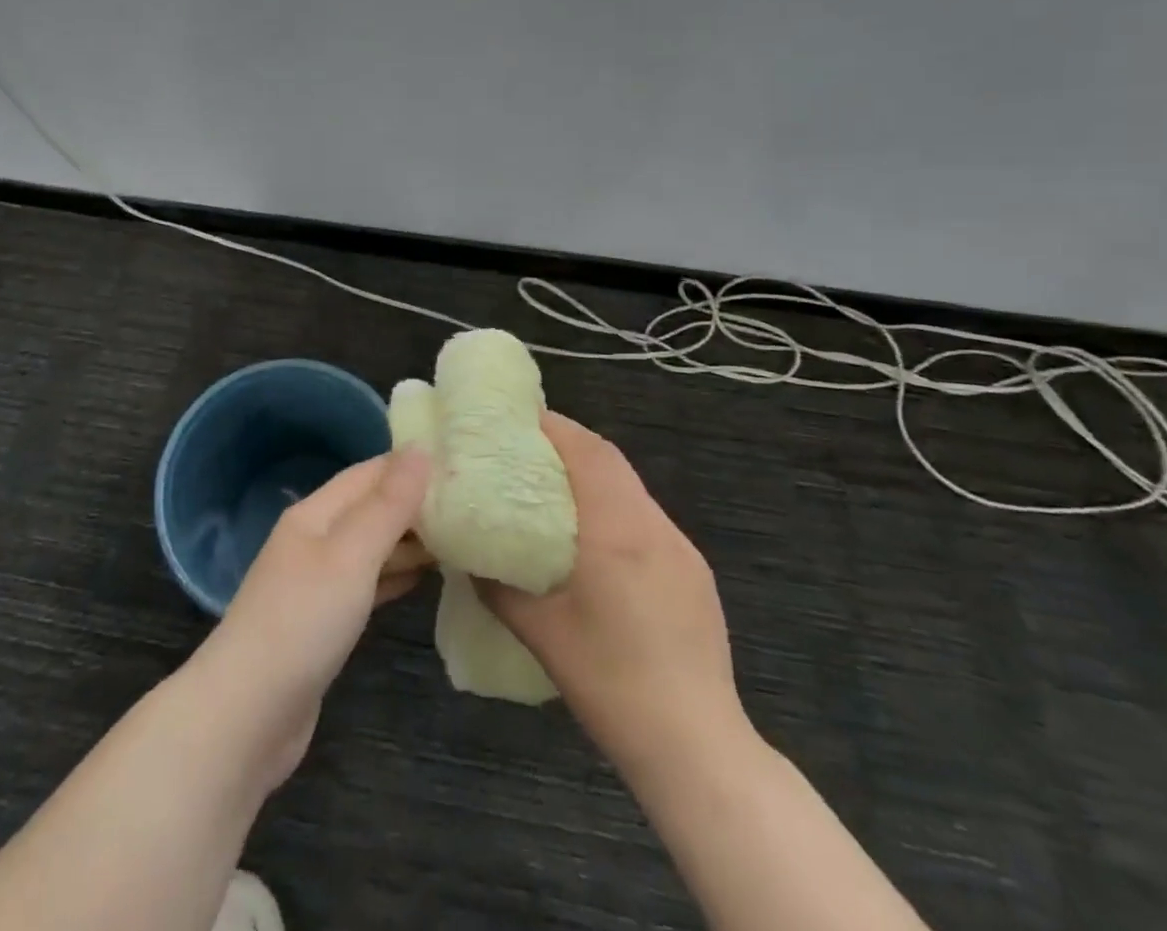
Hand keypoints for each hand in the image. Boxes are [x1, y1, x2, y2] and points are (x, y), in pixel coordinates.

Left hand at [186, 449, 432, 794]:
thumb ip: (388, 505)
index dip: (408, 465)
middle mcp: (314, 540)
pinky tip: (425, 578)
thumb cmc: (302, 621)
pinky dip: (396, 576)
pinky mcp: (323, 624)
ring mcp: (316, 584)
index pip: (368, 473)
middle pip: (369, 509)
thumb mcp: (351, 555)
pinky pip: (367, 585)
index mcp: (315, 514)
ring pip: (371, 548)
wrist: (248, 715)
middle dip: (414, 503)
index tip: (457, 461)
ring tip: (459, 536)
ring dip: (409, 541)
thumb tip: (420, 449)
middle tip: (468, 502)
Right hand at [477, 412, 742, 771]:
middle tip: (526, 449)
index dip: (553, 426)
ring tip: (554, 490)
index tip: (517, 419)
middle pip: (610, 460)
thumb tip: (469, 556)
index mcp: (616, 530)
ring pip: (631, 488)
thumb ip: (498, 585)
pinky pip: (648, 519)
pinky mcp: (695, 573)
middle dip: (569, 443)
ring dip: (593, 476)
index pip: (587, 451)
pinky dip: (616, 508)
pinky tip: (596, 542)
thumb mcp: (540, 633)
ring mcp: (681, 548)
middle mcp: (653, 525)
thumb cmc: (610, 682)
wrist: (698, 747)